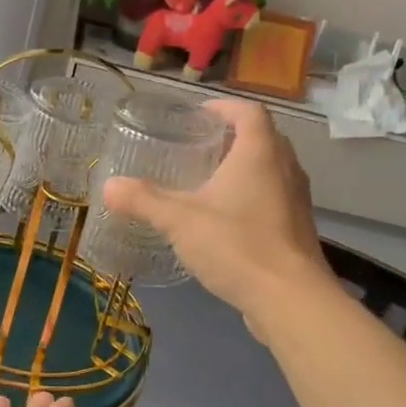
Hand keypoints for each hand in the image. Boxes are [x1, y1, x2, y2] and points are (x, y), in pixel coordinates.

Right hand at [102, 97, 333, 324]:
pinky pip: (273, 197)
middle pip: (261, 138)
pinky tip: (225, 219)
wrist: (290, 299)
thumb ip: (144, 200)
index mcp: (260, 152)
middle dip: (230, 137)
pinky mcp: (297, 228)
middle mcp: (285, 168)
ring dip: (243, 168)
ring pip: (270, 169)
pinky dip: (251, 196)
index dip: (224, 107)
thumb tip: (108, 186)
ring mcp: (296, 199)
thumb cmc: (237, 245)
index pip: (249, 111)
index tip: (198, 115)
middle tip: (197, 147)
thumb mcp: (180, 220)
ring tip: (207, 181)